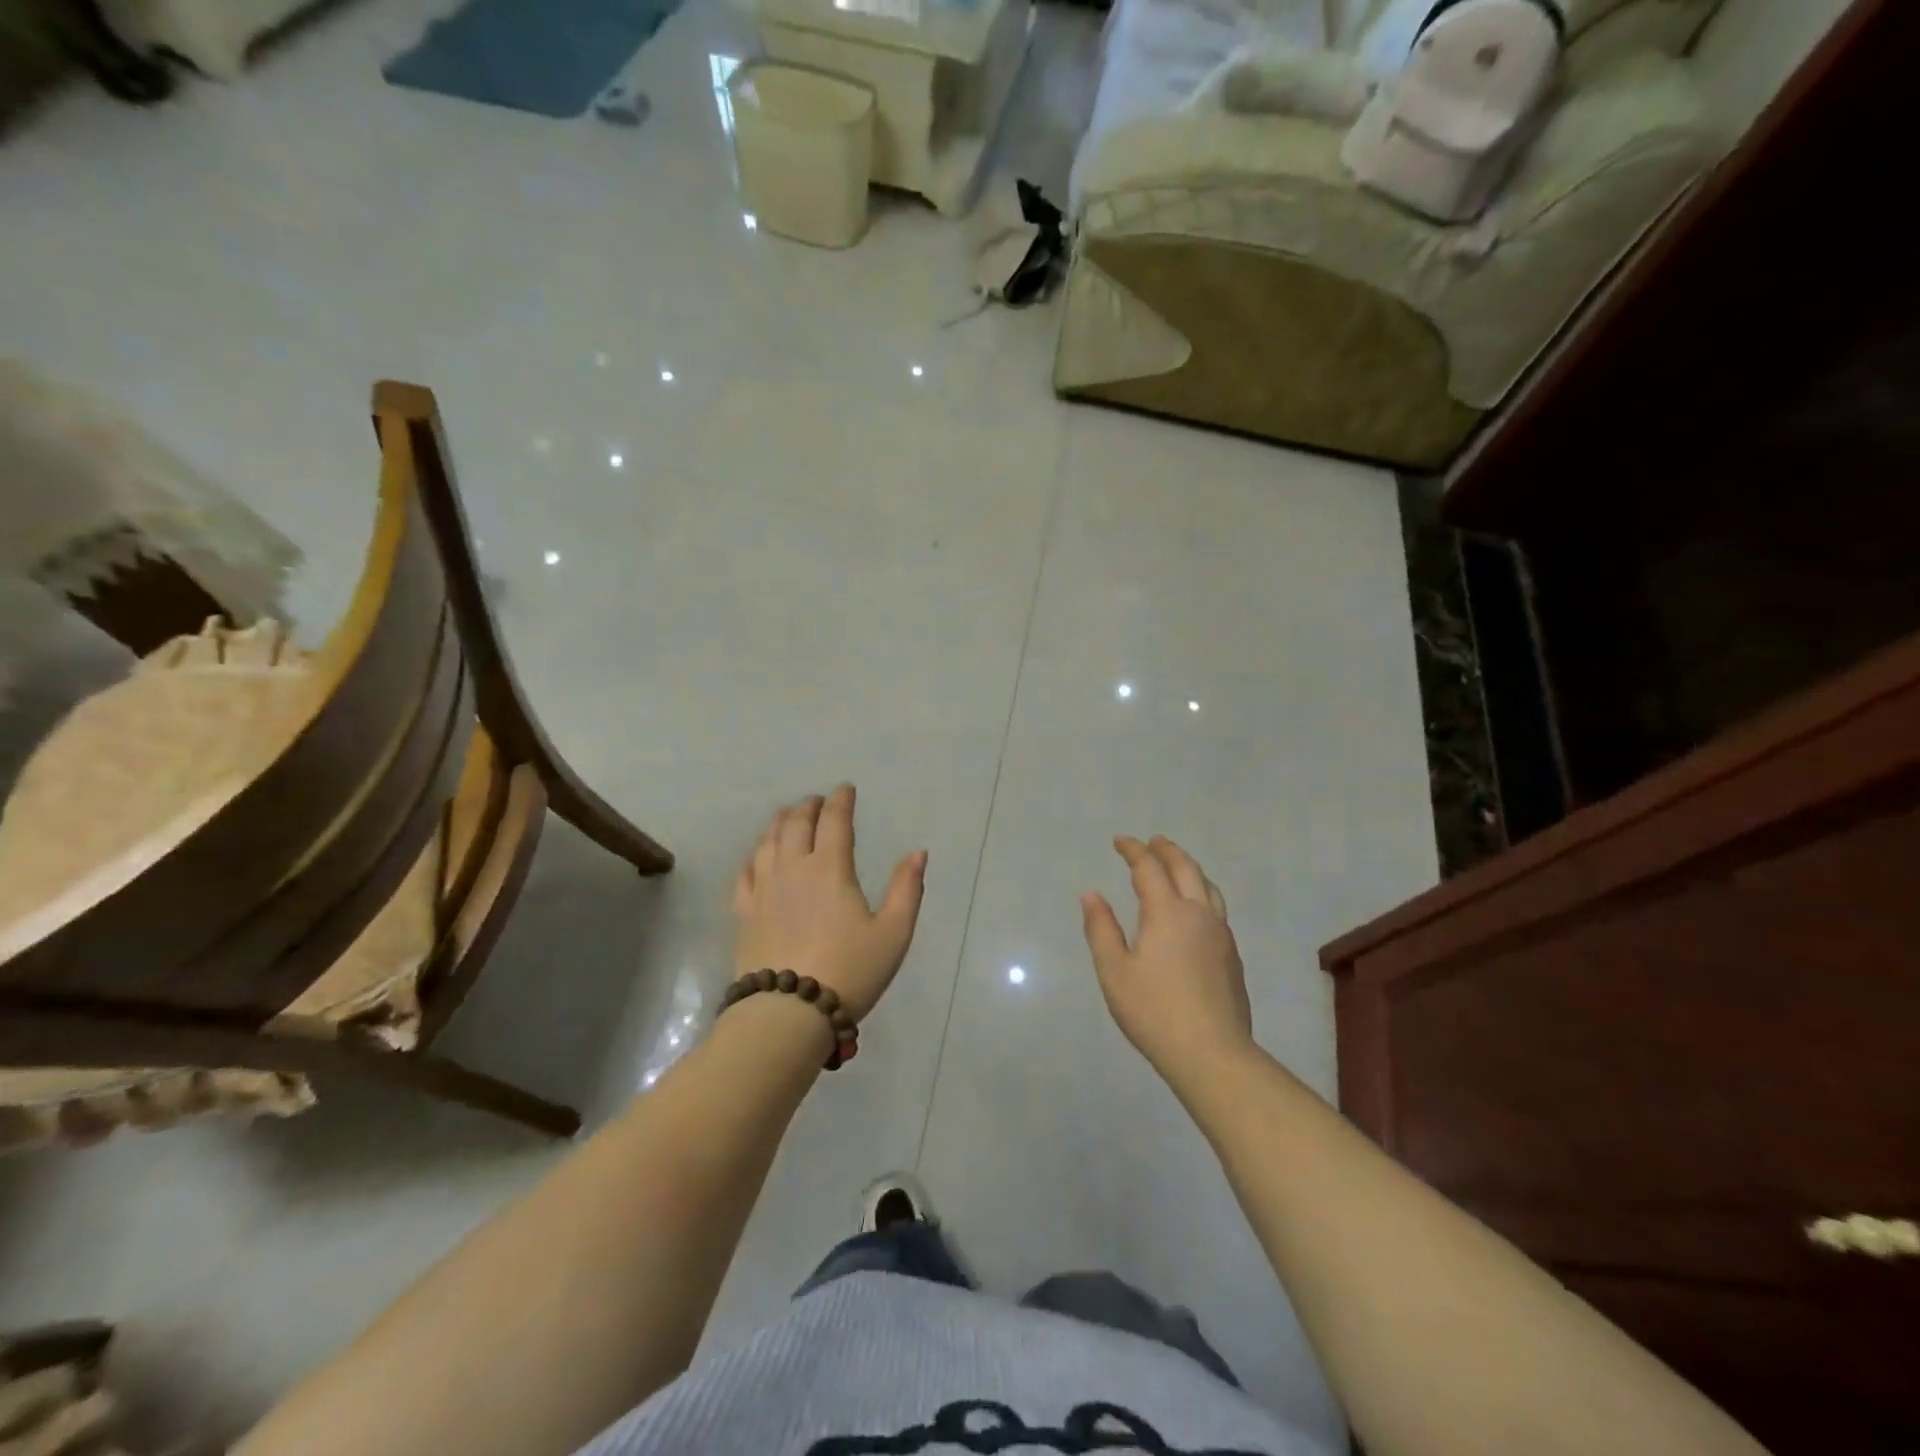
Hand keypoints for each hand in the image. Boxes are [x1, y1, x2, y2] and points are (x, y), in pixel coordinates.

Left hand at [733, 785, 927, 1022]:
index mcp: (830, 868)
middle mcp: (792, 869)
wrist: (787, 1014)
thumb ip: (907, 889)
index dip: (841, 800)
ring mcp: (763, 890)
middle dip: (808, 806)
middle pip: (796, 824)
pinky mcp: (744, 913)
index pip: (834, 820)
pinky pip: (745, 872)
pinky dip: (755, 855)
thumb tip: (918, 853)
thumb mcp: (893, 934)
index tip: (846, 789)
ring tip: (788, 817)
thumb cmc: (849, 972)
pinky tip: (758, 856)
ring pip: (768, 842)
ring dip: (780, 823)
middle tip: (817, 801)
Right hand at [1080, 835, 1253, 1081]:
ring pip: (1208, 887)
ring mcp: (1221, 935)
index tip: (1120, 841)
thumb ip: (1101, 929)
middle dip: (1167, 850)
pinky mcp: (1232, 956)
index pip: (1149, 868)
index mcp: (1167, 913)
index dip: (1134, 851)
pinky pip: (1217, 908)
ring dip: (1190, 868)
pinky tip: (1194, 909)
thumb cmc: (1154, 1011)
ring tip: (1177, 865)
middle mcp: (1199, 914)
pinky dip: (1202, 892)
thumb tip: (1091, 895)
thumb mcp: (1114, 971)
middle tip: (1153, 841)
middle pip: (1186, 869)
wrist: (1212, 1053)